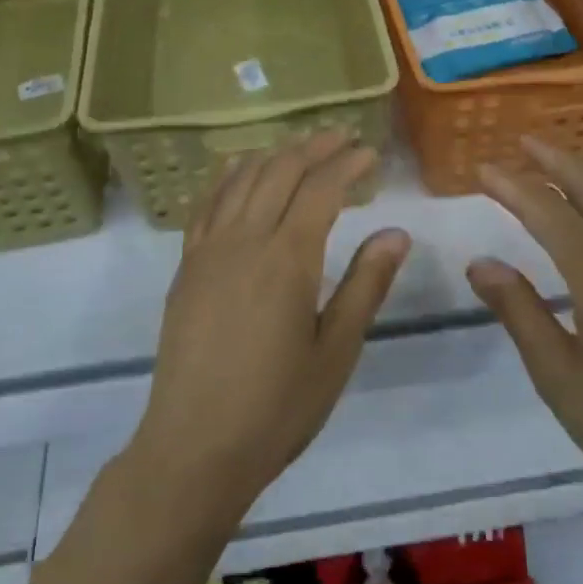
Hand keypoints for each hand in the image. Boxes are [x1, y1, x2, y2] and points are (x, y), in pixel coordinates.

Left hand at [127, 130, 411, 528]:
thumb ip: (366, 285)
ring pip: (242, 179)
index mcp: (287, 259)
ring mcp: (208, 249)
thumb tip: (397, 233)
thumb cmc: (277, 407)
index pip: (321, 189)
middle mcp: (245, 240)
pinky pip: (206, 203)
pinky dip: (227, 176)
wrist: (194, 447)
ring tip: (300, 145)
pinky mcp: (186, 265)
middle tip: (342, 136)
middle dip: (314, 147)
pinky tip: (238, 168)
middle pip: (280, 171)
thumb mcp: (336, 352)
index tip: (369, 152)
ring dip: (274, 155)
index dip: (347, 164)